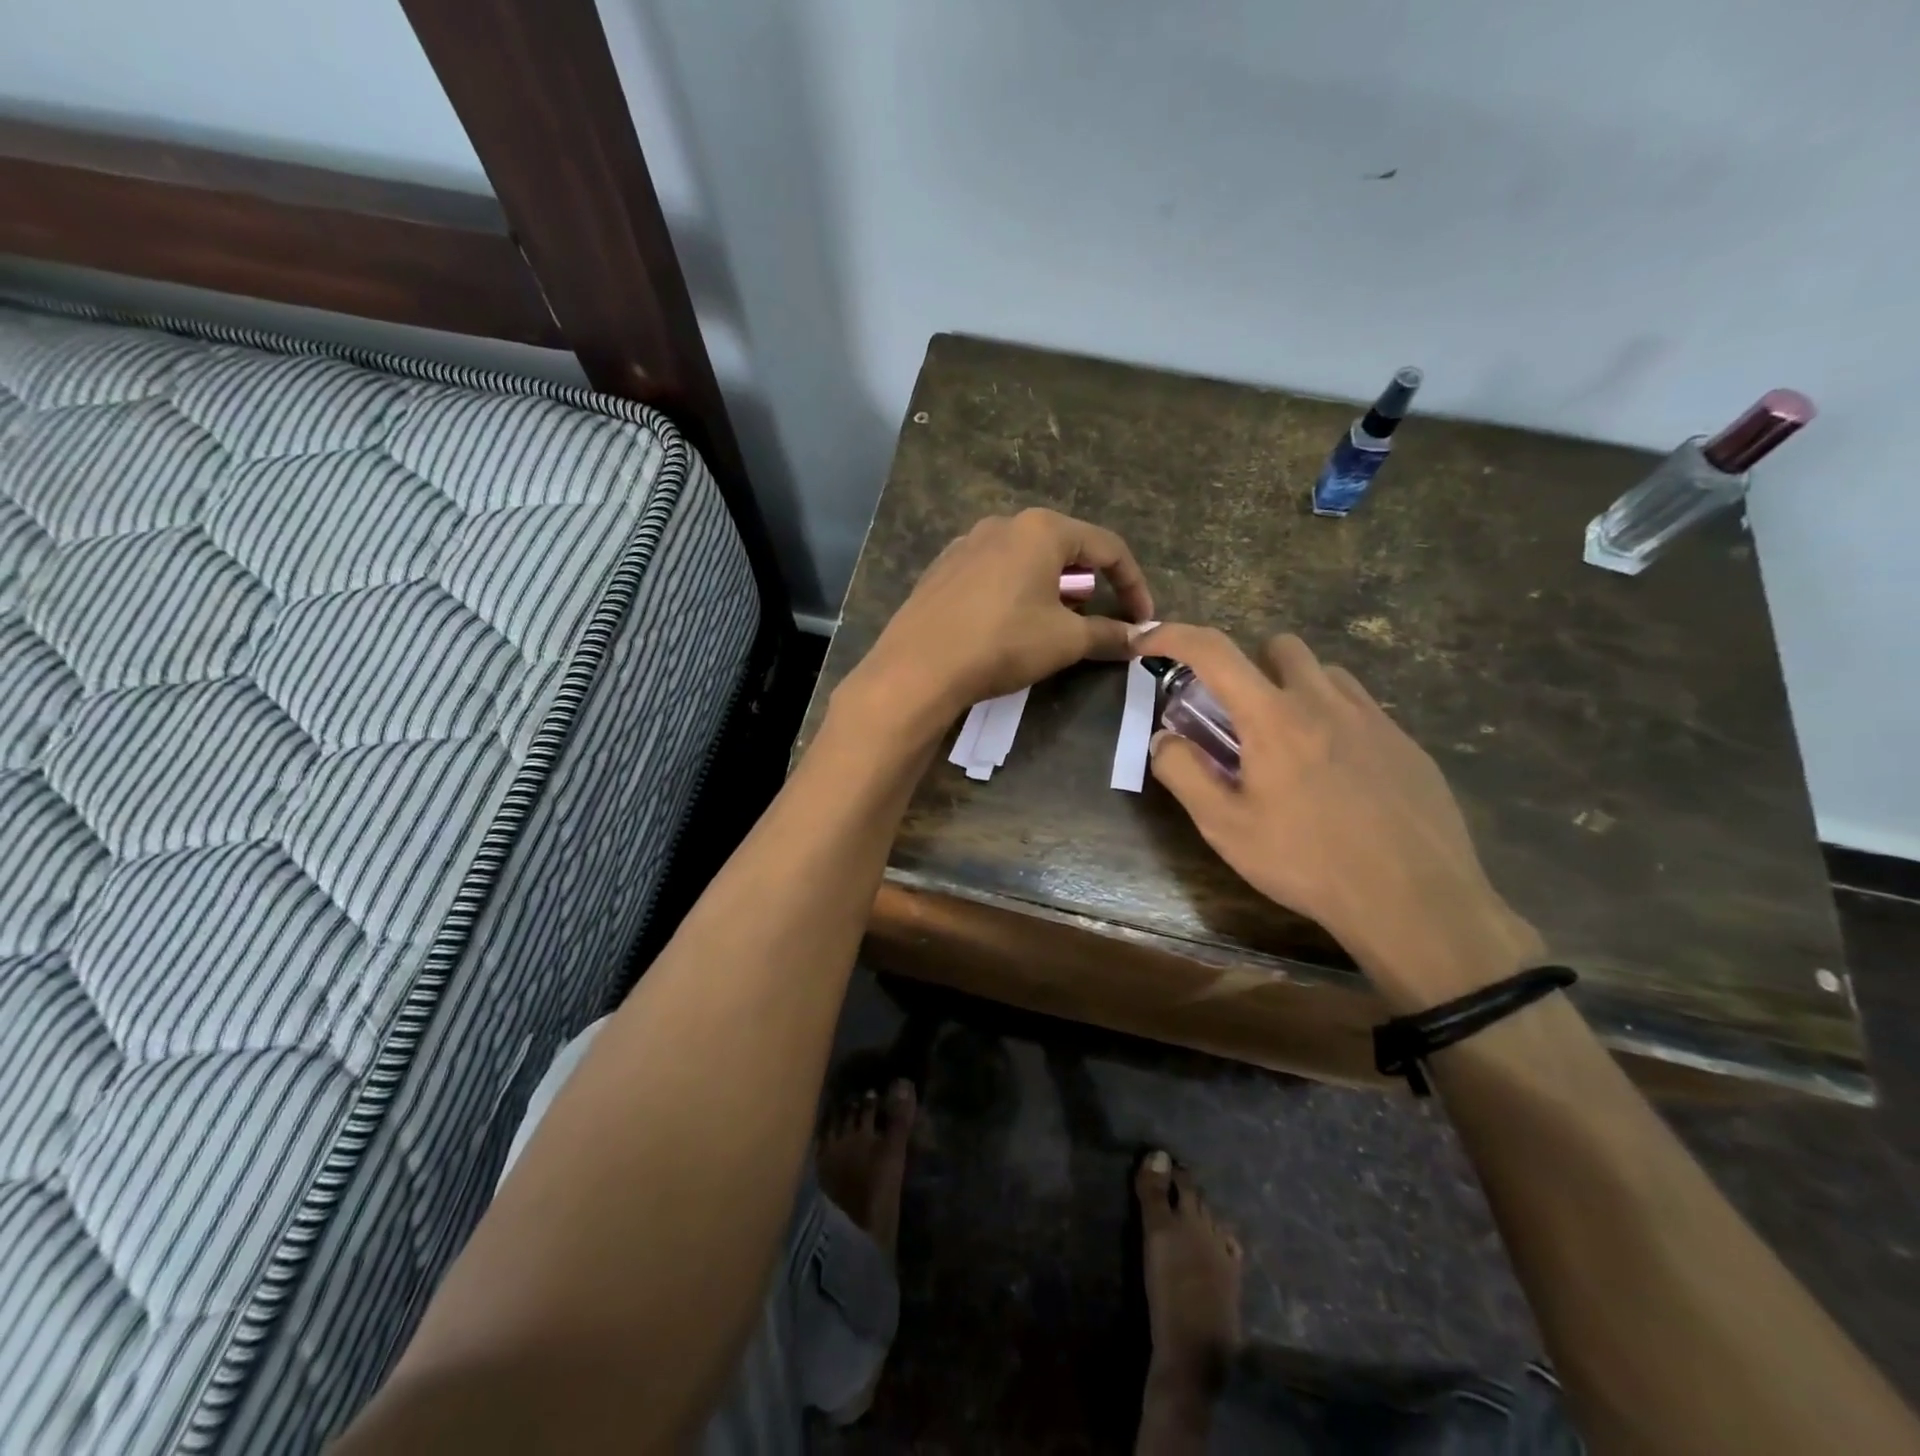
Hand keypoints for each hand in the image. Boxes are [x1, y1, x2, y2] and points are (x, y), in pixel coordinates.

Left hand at [841, 508, 1153, 734]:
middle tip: (1094, 622)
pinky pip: (993, 573)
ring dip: (1050, 589)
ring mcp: (966, 543)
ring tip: (1052, 625)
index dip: (1132, 584)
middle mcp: (1003, 524)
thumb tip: (1141, 638)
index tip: (1140, 620)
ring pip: (1025, 560)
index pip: (1107, 547)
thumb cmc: (1003, 643)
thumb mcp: (1066, 641)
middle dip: (1088, 586)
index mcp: (1041, 529)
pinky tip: (1008, 624)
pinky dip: (1014, 592)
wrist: (919, 666)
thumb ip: (1109, 634)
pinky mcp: (942, 568)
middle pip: (1064, 549)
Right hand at [1138, 624, 1542, 1012]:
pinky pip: (1361, 707)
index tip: (1150, 642)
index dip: (1174, 635)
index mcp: (1274, 717)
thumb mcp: (1225, 827)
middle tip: (1238, 717)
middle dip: (1248, 665)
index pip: (1214, 651)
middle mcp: (1325, 701)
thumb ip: (1184, 773)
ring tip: (1288, 744)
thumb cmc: (1306, 862)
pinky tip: (1336, 774)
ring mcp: (1374, 719)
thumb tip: (1163, 737)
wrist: (1415, 901)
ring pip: (1325, 674)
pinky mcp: (1407, 744)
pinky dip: (1333, 719)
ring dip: (1294, 689)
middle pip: (1279, 646)